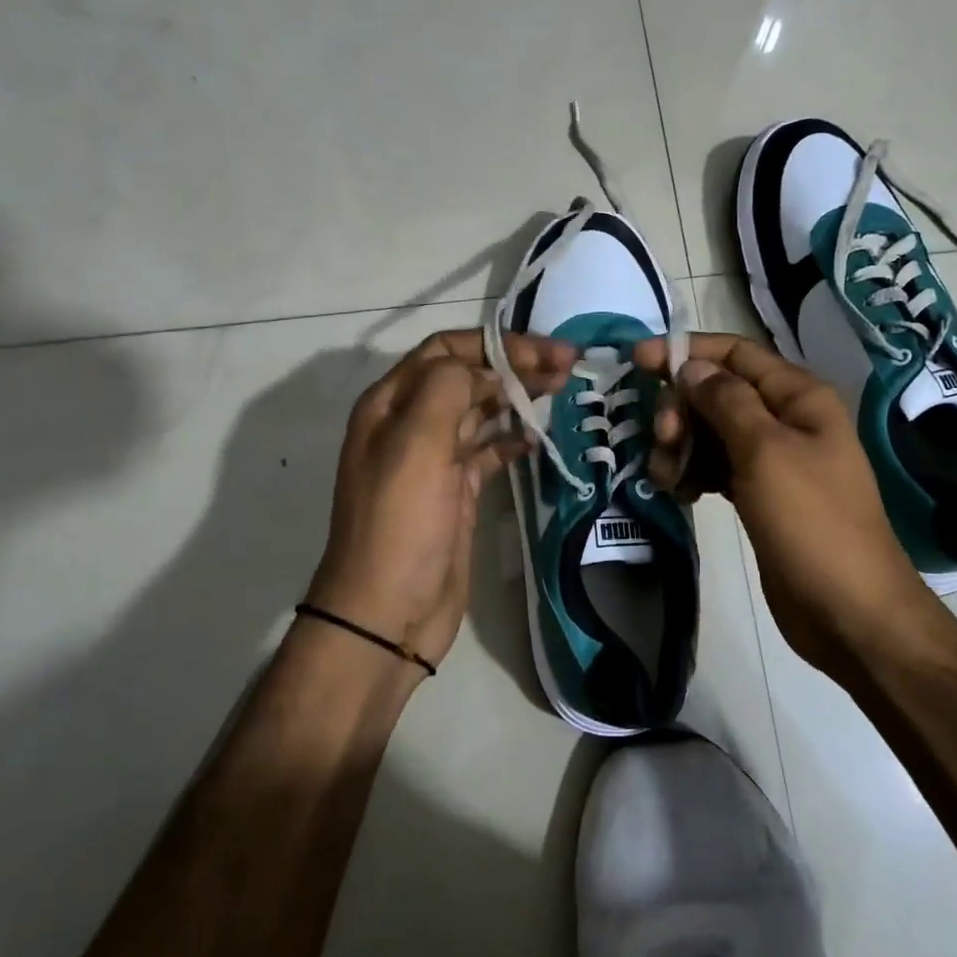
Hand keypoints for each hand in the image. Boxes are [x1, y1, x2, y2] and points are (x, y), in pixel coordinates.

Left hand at [307, 329, 574, 670]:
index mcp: (391, 404)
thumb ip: (447, 388)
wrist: (387, 612)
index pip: (447, 351)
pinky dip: (512, 439)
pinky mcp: (456, 491)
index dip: (496, 344)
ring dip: (518, 396)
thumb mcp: (416, 444)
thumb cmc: (400, 523)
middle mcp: (410, 423)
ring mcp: (434, 459)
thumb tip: (484, 368)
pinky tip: (537, 438)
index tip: (545, 351)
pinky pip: (488, 451)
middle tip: (568, 365)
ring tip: (563, 389)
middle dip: (515, 364)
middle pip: (468, 376)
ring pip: (481, 411)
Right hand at [634, 333, 929, 670]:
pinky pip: (716, 467)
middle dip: (682, 409)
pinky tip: (680, 492)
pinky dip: (693, 473)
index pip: (735, 353)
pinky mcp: (759, 495)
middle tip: (663, 440)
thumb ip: (725, 401)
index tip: (637, 361)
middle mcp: (786, 420)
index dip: (686, 351)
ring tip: (669, 478)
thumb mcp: (766, 452)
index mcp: (798, 397)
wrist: (849, 611)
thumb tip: (691, 366)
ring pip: (712, 432)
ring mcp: (772, 460)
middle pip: (718, 392)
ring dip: (682, 446)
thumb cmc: (811, 523)